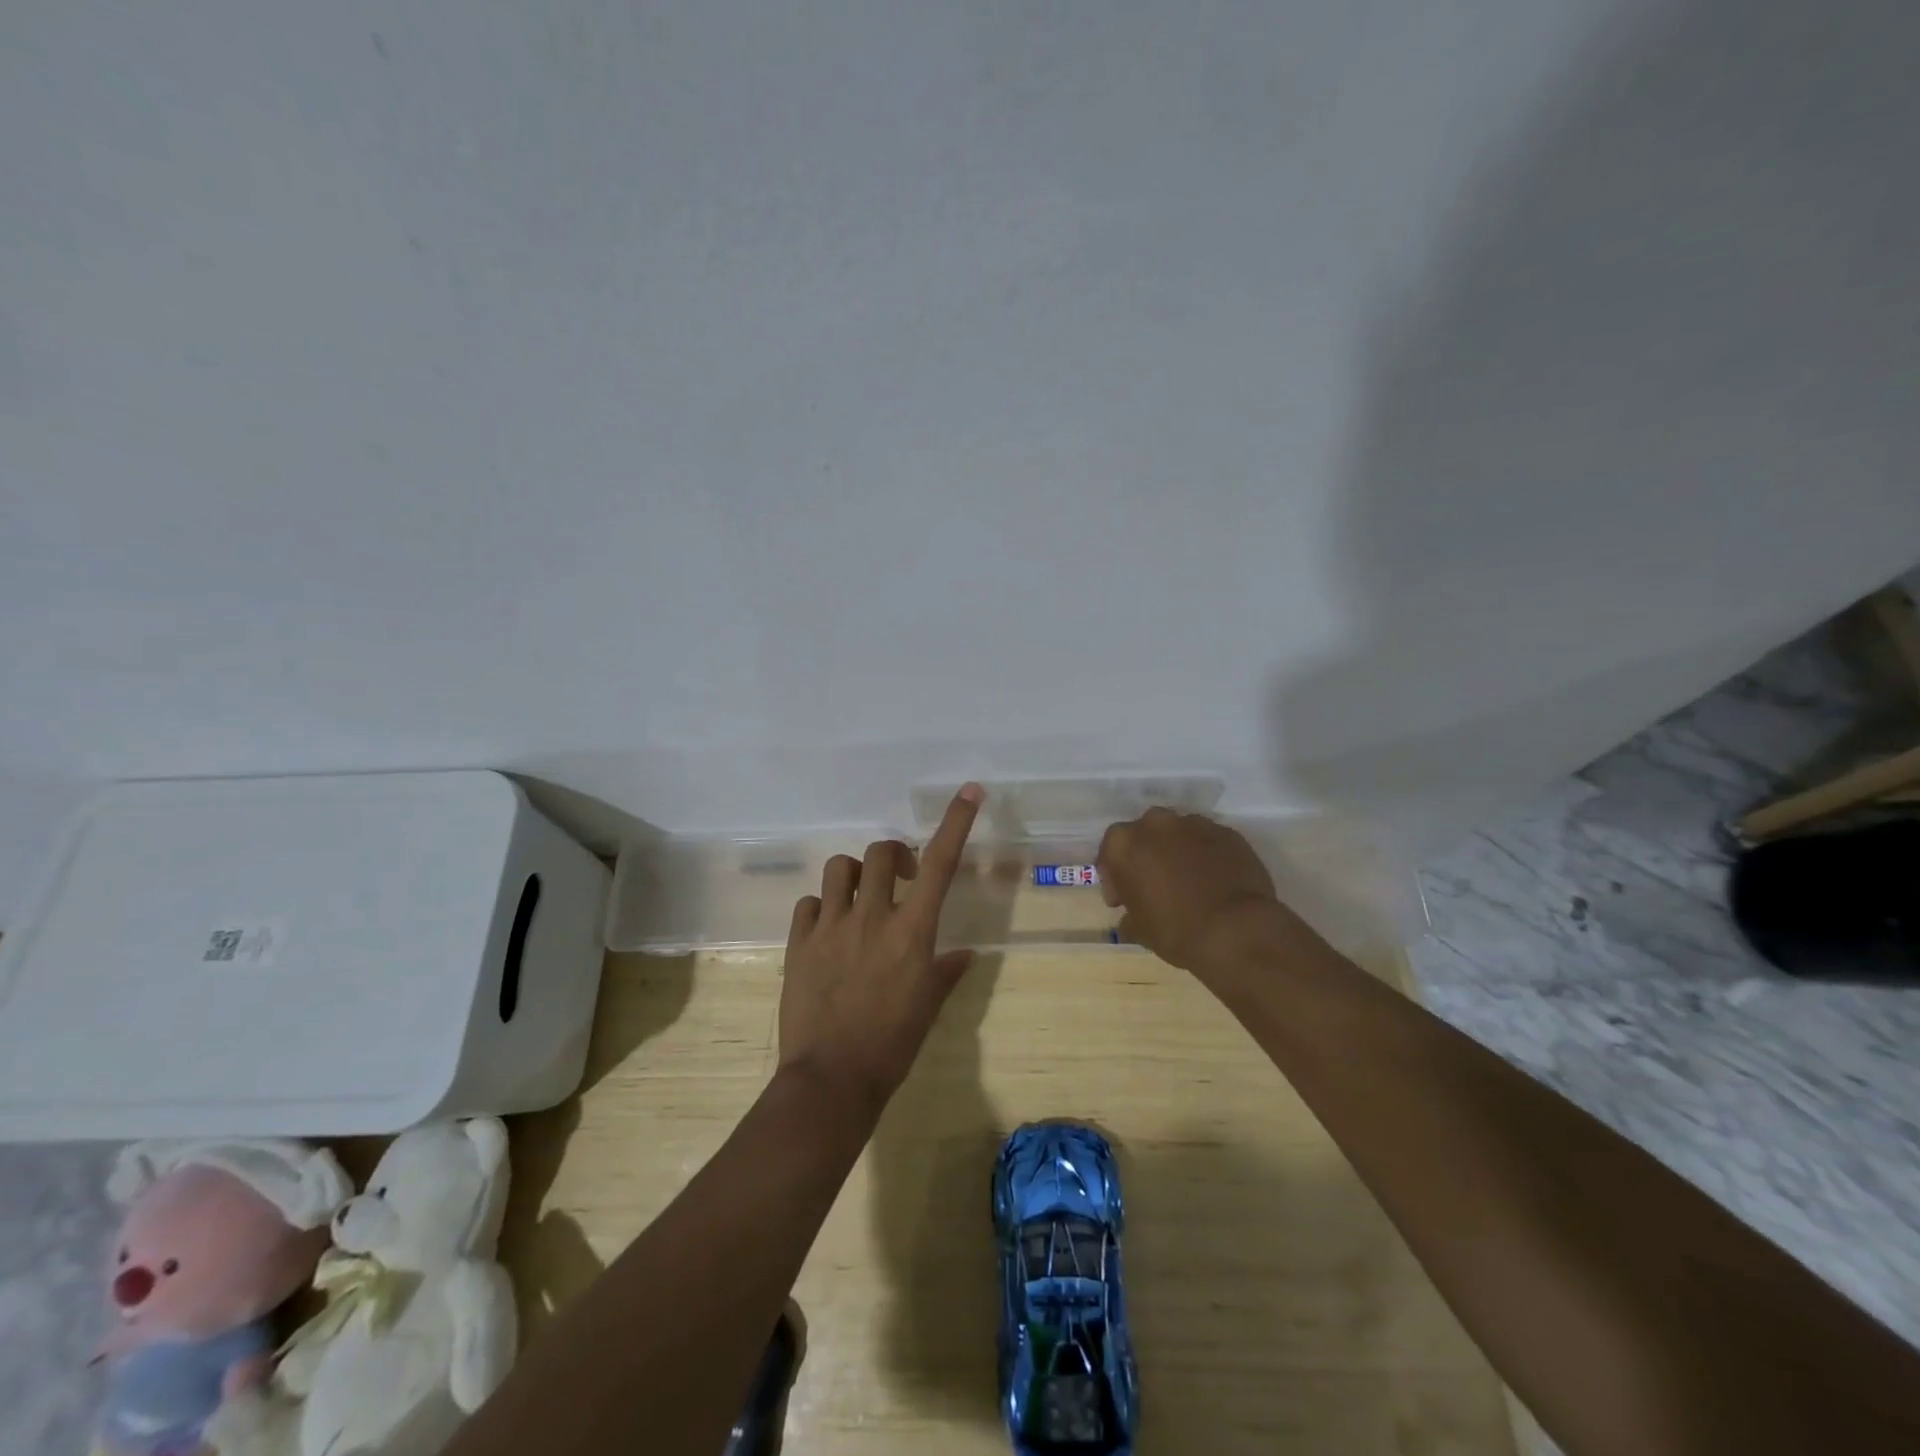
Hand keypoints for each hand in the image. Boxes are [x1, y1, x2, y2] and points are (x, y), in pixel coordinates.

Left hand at [777, 784, 984, 1111]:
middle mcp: (871, 916)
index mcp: (911, 930)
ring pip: (839, 868)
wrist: (831, 1080)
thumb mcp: (928, 1008)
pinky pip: (808, 903)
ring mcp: (830, 926)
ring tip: (858, 898)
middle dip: (892, 855)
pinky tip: (827, 928)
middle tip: (899, 877)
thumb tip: (965, 953)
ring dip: (853, 874)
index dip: (955, 822)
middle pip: (879, 852)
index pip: (939, 863)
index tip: (969, 791)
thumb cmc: (892, 1045)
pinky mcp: (799, 942)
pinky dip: (821, 907)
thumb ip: (946, 972)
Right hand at [1097, 808, 1283, 974]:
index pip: (1109, 853)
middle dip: (1146, 856)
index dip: (1115, 878)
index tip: (1123, 901)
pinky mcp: (1226, 831)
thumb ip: (1130, 914)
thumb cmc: (1176, 931)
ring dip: (1176, 852)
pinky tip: (1213, 880)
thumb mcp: (1140, 930)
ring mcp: (1193, 823)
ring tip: (1188, 881)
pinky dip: (1205, 855)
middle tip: (1155, 885)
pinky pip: (1206, 841)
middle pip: (1144, 835)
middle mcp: (1154, 823)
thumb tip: (1131, 918)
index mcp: (1123, 843)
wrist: (1237, 931)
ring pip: (1177, 834)